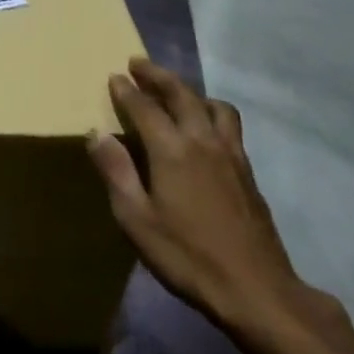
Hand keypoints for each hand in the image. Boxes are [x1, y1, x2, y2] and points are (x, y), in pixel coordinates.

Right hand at [88, 59, 323, 343]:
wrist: (256, 289)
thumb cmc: (188, 256)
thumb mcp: (137, 219)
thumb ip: (116, 172)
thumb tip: (97, 133)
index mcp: (172, 149)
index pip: (145, 107)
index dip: (127, 90)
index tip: (114, 76)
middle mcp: (203, 140)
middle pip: (181, 94)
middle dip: (158, 75)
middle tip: (138, 64)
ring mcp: (231, 154)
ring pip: (212, 105)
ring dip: (190, 91)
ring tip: (176, 93)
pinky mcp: (248, 171)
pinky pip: (228, 125)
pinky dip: (211, 112)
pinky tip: (205, 129)